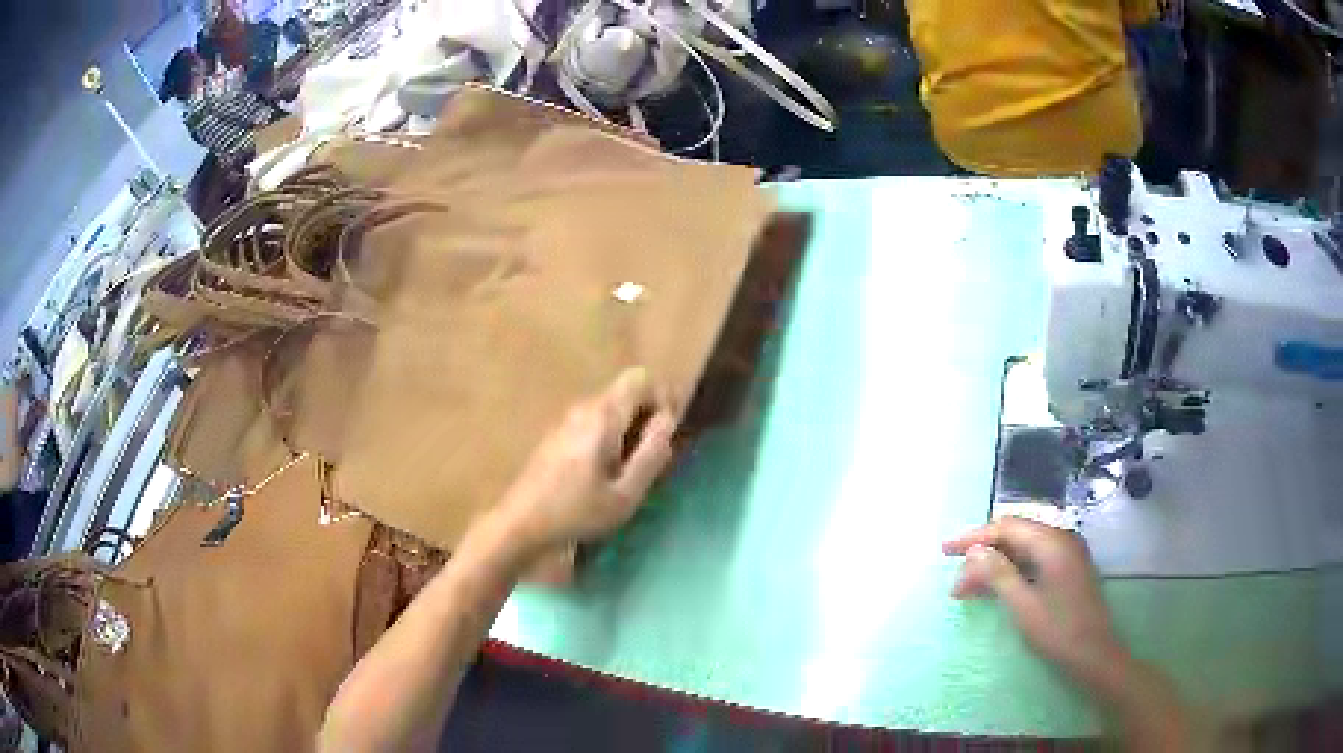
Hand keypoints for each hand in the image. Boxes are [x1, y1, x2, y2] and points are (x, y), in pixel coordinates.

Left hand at [497, 367, 677, 552]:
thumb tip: (667, 421)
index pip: (640, 378)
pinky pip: (592, 422)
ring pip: (609, 409)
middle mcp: (583, 408)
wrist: (520, 524)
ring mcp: (565, 420)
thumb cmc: (576, 513)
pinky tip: (600, 475)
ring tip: (626, 473)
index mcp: (603, 416)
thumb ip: (651, 454)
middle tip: (649, 461)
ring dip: (626, 431)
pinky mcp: (555, 435)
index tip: (665, 435)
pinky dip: (606, 438)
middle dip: (644, 418)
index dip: (661, 398)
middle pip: (625, 393)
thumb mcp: (625, 494)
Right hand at [943, 517, 1125, 686]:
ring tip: (968, 591)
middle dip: (983, 555)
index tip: (945, 552)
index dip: (974, 538)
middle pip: (1015, 535)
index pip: (1007, 527)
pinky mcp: (1067, 569)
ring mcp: (1066, 553)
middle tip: (956, 582)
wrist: (1094, 654)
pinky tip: (994, 590)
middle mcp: (1061, 538)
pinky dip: (1011, 572)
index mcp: (1052, 542)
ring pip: (1023, 549)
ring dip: (994, 566)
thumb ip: (998, 574)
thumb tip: (973, 551)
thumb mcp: (1023, 605)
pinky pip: (1033, 560)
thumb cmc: (1058, 631)